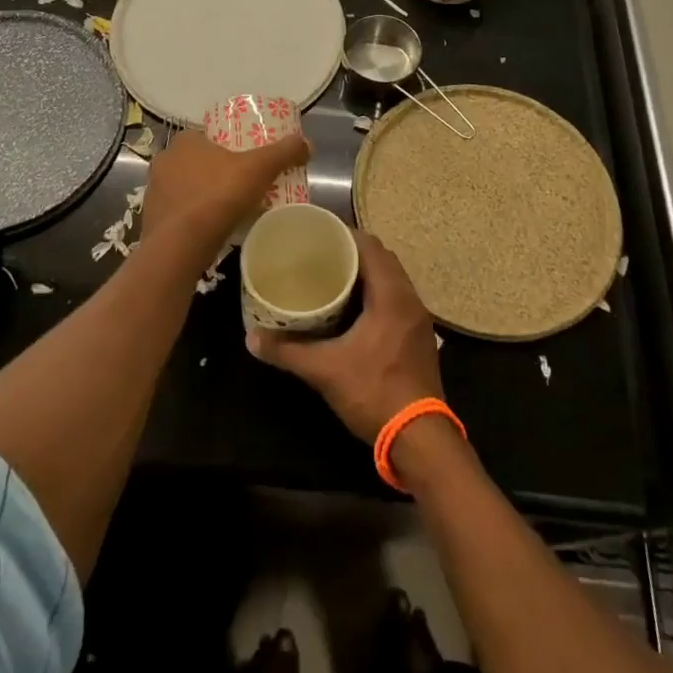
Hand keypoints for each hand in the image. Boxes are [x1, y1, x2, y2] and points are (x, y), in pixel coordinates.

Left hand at [141, 128, 310, 252]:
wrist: (179, 247)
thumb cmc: (218, 196)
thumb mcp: (259, 168)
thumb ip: (283, 152)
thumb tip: (306, 143)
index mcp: (185, 141)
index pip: (208, 135)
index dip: (228, 145)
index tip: (246, 159)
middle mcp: (164, 160)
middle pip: (197, 161)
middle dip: (217, 171)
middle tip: (242, 184)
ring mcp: (153, 192)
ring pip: (185, 187)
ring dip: (203, 194)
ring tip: (229, 208)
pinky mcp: (152, 219)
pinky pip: (178, 212)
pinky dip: (193, 217)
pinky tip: (210, 228)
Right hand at [249, 231, 443, 441]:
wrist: (420, 438)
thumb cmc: (374, 392)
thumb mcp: (325, 370)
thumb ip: (288, 351)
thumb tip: (252, 337)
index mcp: (392, 295)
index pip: (371, 247)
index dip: (345, 235)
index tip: (319, 234)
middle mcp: (410, 299)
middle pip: (383, 259)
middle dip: (354, 252)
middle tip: (321, 255)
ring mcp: (418, 319)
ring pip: (392, 280)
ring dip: (367, 274)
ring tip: (334, 276)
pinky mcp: (419, 337)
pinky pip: (397, 299)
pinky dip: (377, 293)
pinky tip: (354, 309)